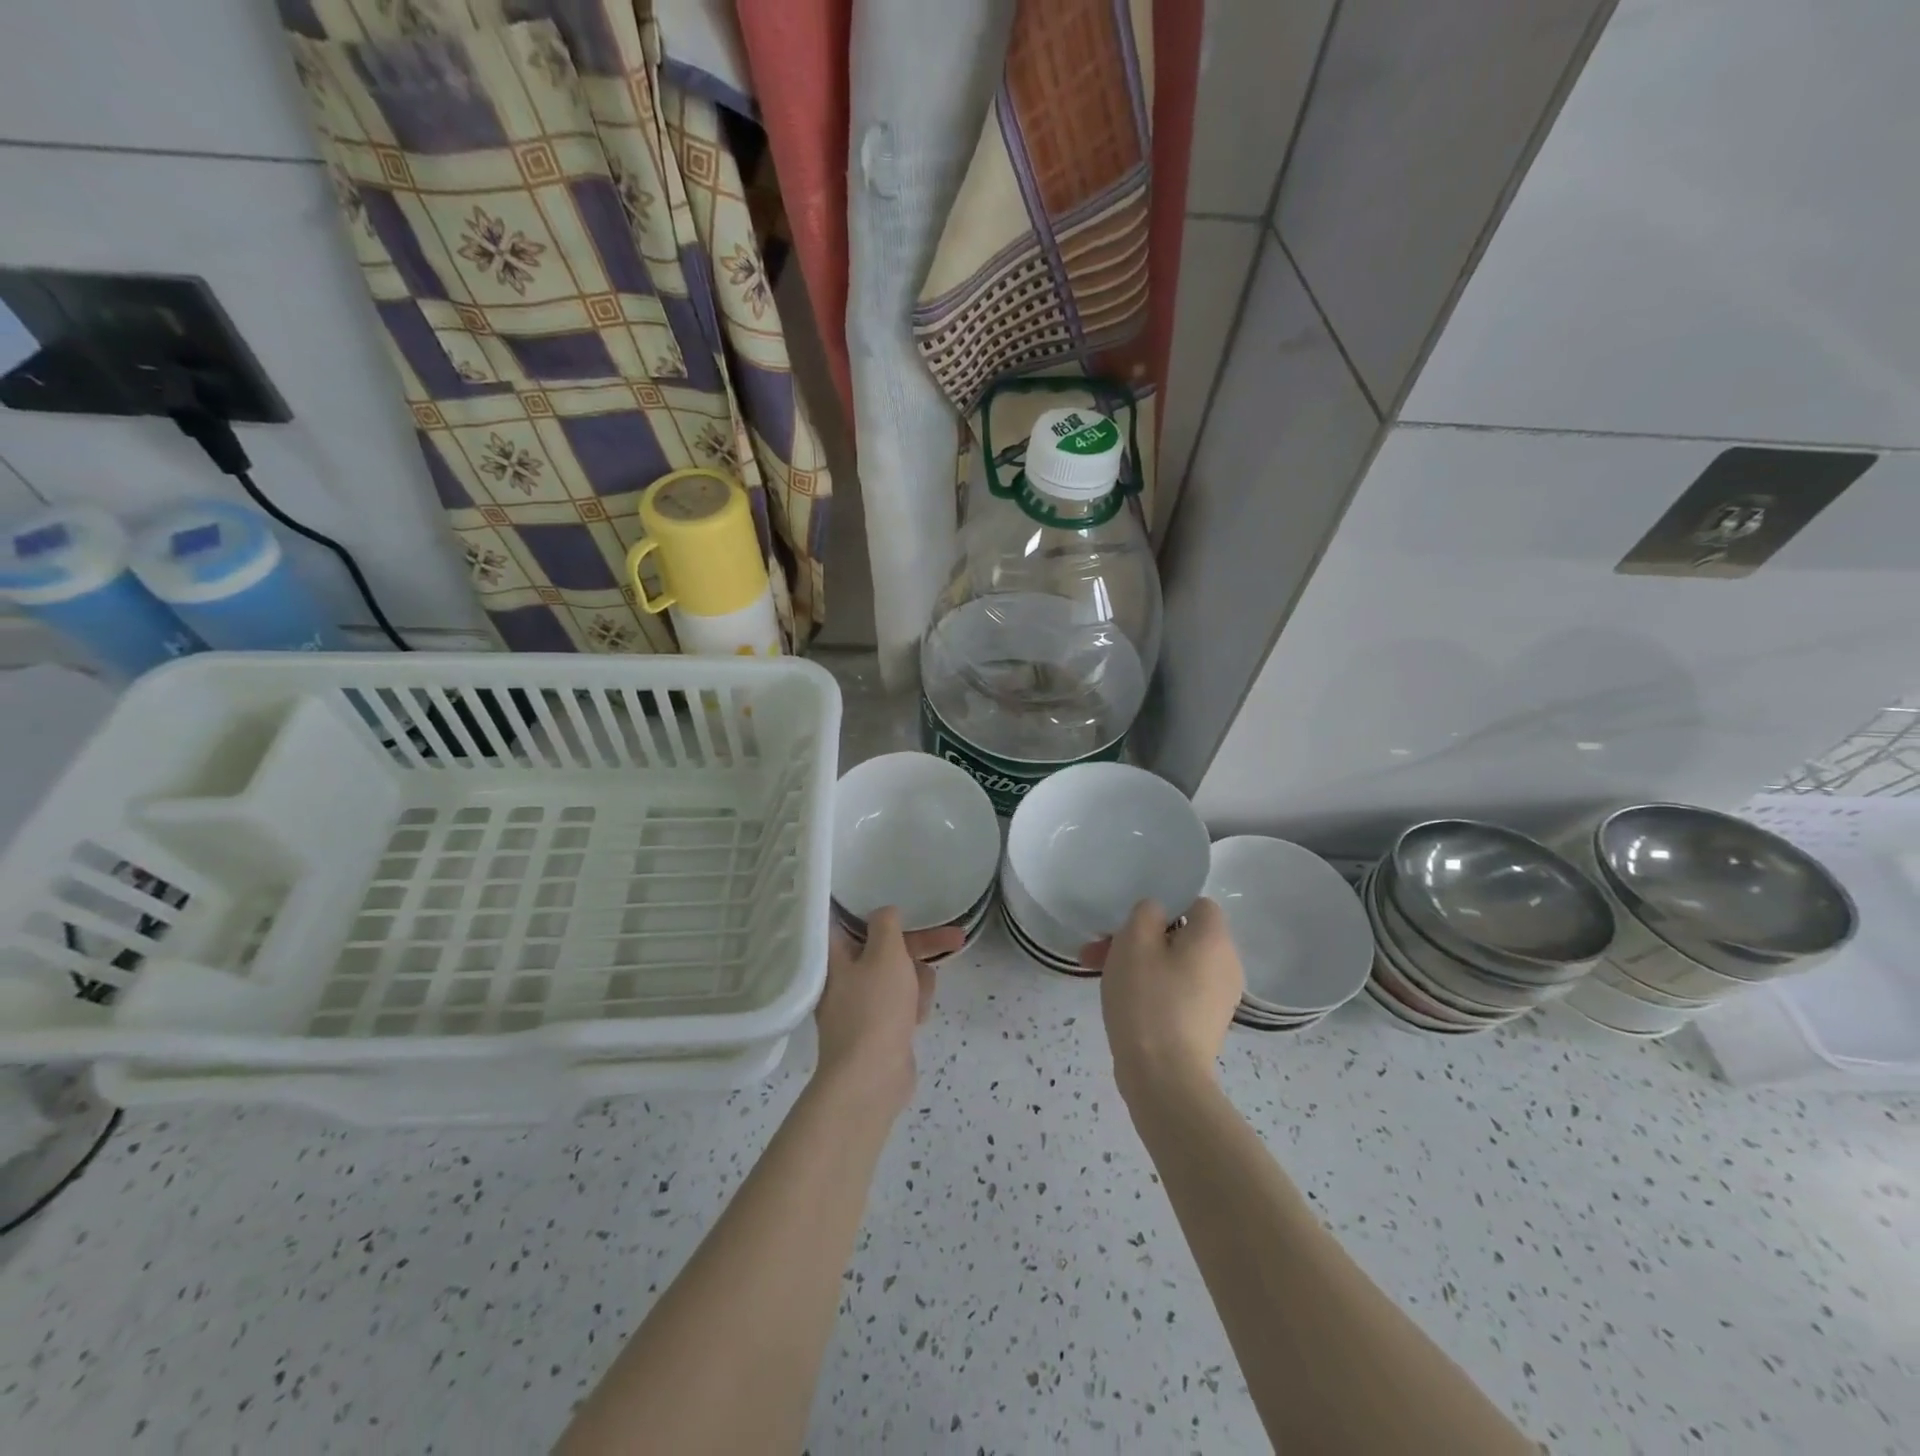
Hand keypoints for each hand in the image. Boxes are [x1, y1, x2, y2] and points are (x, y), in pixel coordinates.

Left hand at [813, 908, 963, 1109]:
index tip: (898, 901)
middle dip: (921, 945)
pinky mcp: (878, 1027)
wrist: (871, 1078)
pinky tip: (918, 1018)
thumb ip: (887, 925)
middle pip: (886, 947)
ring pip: (899, 975)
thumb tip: (885, 913)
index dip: (873, 908)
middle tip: (956, 937)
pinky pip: (901, 1002)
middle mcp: (844, 976)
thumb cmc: (875, 1008)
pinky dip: (912, 1005)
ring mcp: (861, 1004)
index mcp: (835, 955)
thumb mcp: (885, 954)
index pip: (847, 919)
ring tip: (920, 1000)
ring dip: (917, 981)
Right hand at [1081, 898, 1242, 1099]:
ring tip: (1100, 975)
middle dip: (1139, 938)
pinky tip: (1122, 1001)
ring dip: (1140, 963)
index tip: (1131, 923)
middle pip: (1182, 935)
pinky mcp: (1206, 1024)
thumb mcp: (1134, 941)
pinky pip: (1178, 991)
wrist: (1164, 1078)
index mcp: (1215, 939)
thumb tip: (1157, 914)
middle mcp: (1227, 964)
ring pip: (1175, 964)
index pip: (1197, 904)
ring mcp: (1219, 998)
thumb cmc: (1148, 999)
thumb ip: (1146, 912)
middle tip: (1100, 950)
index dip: (1164, 906)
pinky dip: (1153, 989)